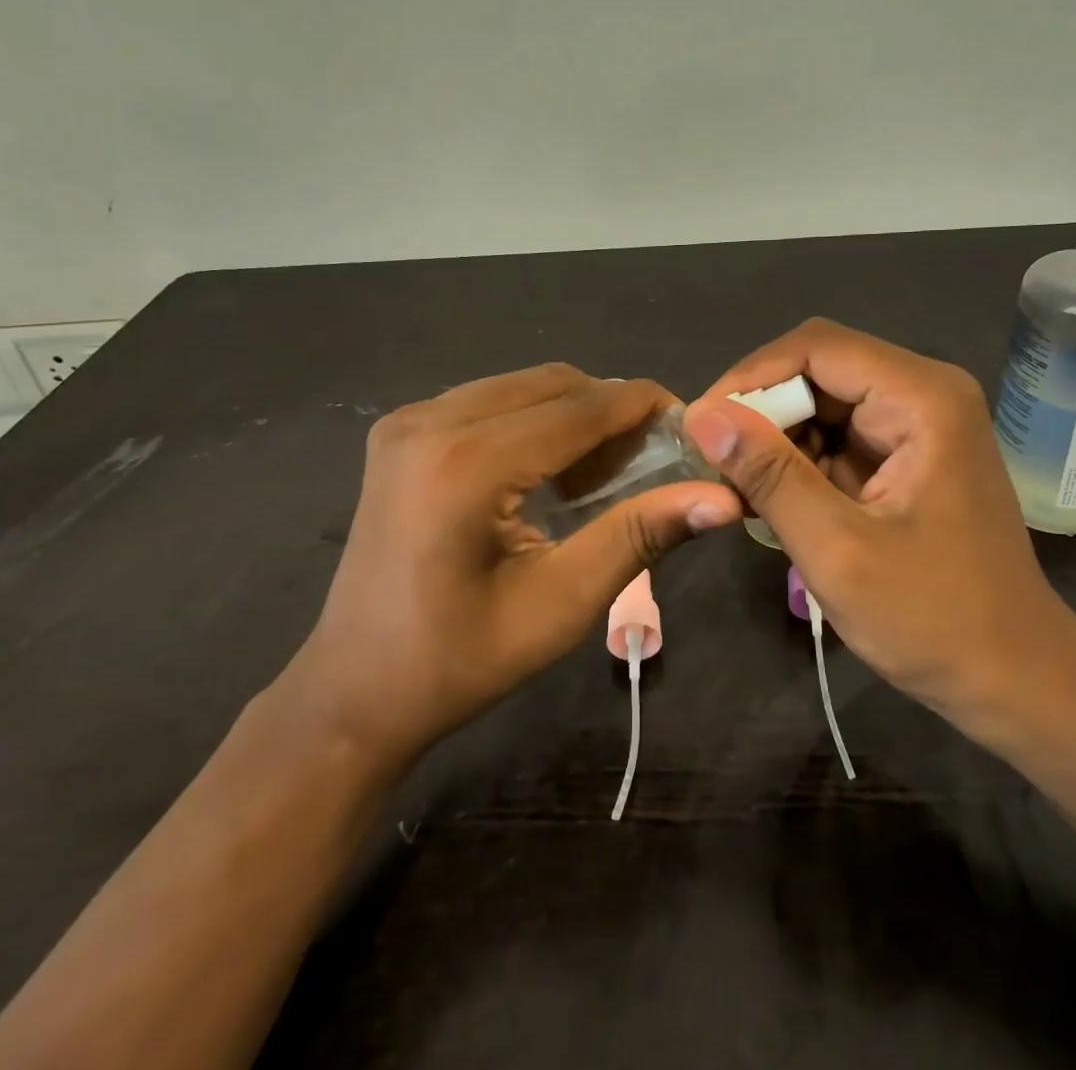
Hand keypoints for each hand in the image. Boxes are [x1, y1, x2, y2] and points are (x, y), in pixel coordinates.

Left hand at [290, 366, 742, 760]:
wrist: (353, 691)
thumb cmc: (459, 661)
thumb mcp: (561, 604)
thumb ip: (639, 536)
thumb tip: (722, 498)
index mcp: (467, 463)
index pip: (581, 407)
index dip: (644, 407)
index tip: (692, 423)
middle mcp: (432, 421)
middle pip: (553, 383)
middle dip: (611, 409)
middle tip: (651, 458)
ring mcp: (408, 420)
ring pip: (523, 386)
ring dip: (574, 413)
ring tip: (604, 469)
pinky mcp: (401, 431)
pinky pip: (490, 400)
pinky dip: (534, 419)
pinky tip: (549, 468)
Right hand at [683, 319, 1075, 739]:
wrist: (1013, 678)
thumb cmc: (934, 619)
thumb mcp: (837, 549)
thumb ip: (769, 475)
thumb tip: (701, 415)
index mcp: (922, 398)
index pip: (815, 347)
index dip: (750, 377)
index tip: (703, 426)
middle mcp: (923, 392)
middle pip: (818, 369)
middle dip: (762, 412)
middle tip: (715, 463)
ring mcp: (917, 423)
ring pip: (821, 402)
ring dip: (777, 440)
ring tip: (742, 490)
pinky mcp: (905, 454)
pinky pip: (837, 435)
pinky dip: (799, 462)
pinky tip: (775, 502)